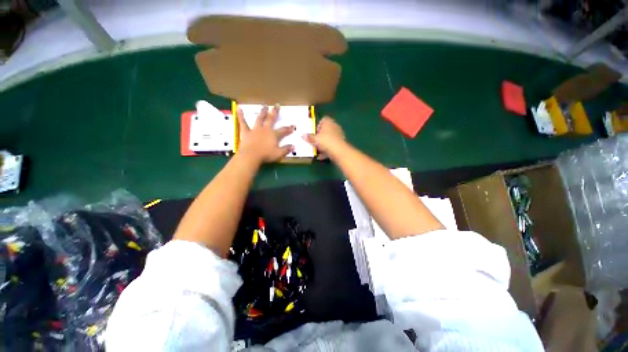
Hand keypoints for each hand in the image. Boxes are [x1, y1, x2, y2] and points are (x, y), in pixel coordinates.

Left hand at [237, 105, 293, 163]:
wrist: (251, 156)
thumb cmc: (266, 155)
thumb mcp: (279, 154)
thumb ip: (286, 149)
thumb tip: (293, 146)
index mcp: (274, 135)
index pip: (283, 130)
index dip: (289, 128)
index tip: (293, 125)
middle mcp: (265, 129)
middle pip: (271, 119)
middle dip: (275, 112)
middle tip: (277, 105)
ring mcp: (255, 129)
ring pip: (259, 119)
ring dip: (262, 112)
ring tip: (264, 106)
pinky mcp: (246, 132)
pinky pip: (243, 123)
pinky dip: (241, 116)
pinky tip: (239, 109)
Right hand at [303, 117, 344, 159]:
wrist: (338, 151)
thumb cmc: (325, 141)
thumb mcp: (314, 139)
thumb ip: (309, 137)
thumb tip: (303, 135)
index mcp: (328, 122)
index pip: (323, 120)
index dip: (318, 125)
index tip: (314, 132)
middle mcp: (335, 127)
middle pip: (326, 130)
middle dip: (320, 136)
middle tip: (314, 141)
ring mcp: (339, 135)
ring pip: (329, 139)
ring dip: (324, 144)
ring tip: (317, 150)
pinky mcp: (341, 144)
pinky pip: (332, 146)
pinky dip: (327, 150)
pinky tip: (321, 156)